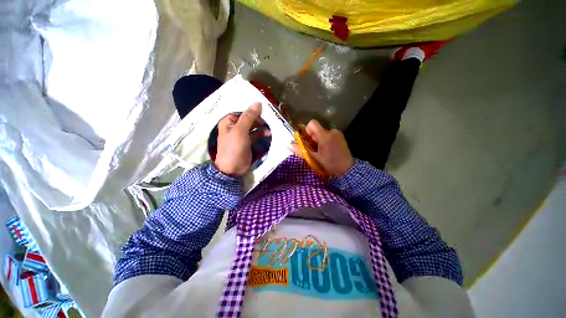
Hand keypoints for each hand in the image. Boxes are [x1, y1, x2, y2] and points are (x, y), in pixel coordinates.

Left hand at [214, 102, 262, 175]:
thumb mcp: (240, 131)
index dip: (252, 110)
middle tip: (269, 118)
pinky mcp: (248, 142)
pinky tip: (268, 134)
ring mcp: (242, 135)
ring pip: (253, 127)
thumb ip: (249, 117)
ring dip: (261, 126)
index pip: (242, 111)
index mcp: (229, 121)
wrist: (233, 168)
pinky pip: (256, 135)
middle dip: (258, 119)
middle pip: (248, 119)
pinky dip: (261, 134)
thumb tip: (257, 103)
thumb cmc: (233, 148)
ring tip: (270, 126)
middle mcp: (235, 126)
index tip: (264, 109)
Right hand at [290, 119, 354, 176]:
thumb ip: (301, 151)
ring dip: (318, 140)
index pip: (312, 123)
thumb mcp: (314, 159)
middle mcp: (332, 131)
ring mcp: (337, 133)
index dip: (307, 130)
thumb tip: (289, 145)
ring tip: (321, 151)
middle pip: (317, 129)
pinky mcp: (341, 137)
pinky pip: (329, 135)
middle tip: (314, 149)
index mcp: (325, 136)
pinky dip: (325, 140)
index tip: (308, 141)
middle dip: (312, 138)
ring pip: (322, 132)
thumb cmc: (330, 165)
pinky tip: (327, 150)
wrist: (347, 170)